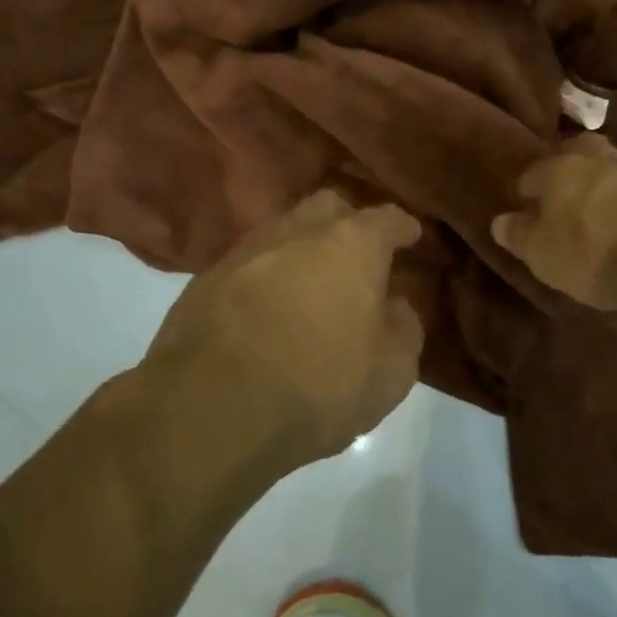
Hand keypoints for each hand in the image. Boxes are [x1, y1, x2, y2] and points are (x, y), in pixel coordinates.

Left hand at [143, 191, 424, 466]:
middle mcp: (296, 232)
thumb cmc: (318, 386)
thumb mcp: (390, 373)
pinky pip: (248, 266)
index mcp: (350, 245)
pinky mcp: (205, 279)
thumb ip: (403, 330)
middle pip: (328, 208)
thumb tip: (393, 307)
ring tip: (310, 286)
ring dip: (301, 251)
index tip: (410, 236)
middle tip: (358, 256)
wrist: (210, 408)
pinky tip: (266, 312)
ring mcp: (245, 251)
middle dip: (347, 224)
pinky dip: (264, 279)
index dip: (402, 227)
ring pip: (282, 233)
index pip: (386, 219)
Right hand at [491, 134, 616, 313]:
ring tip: (600, 214)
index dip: (526, 191)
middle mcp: (596, 159)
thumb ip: (519, 235)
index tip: (525, 207)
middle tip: (565, 196)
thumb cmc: (592, 252)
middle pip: (577, 154)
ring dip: (604, 186)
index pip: (533, 173)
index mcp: (557, 169)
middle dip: (569, 169)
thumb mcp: (542, 254)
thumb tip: (500, 221)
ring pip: (611, 169)